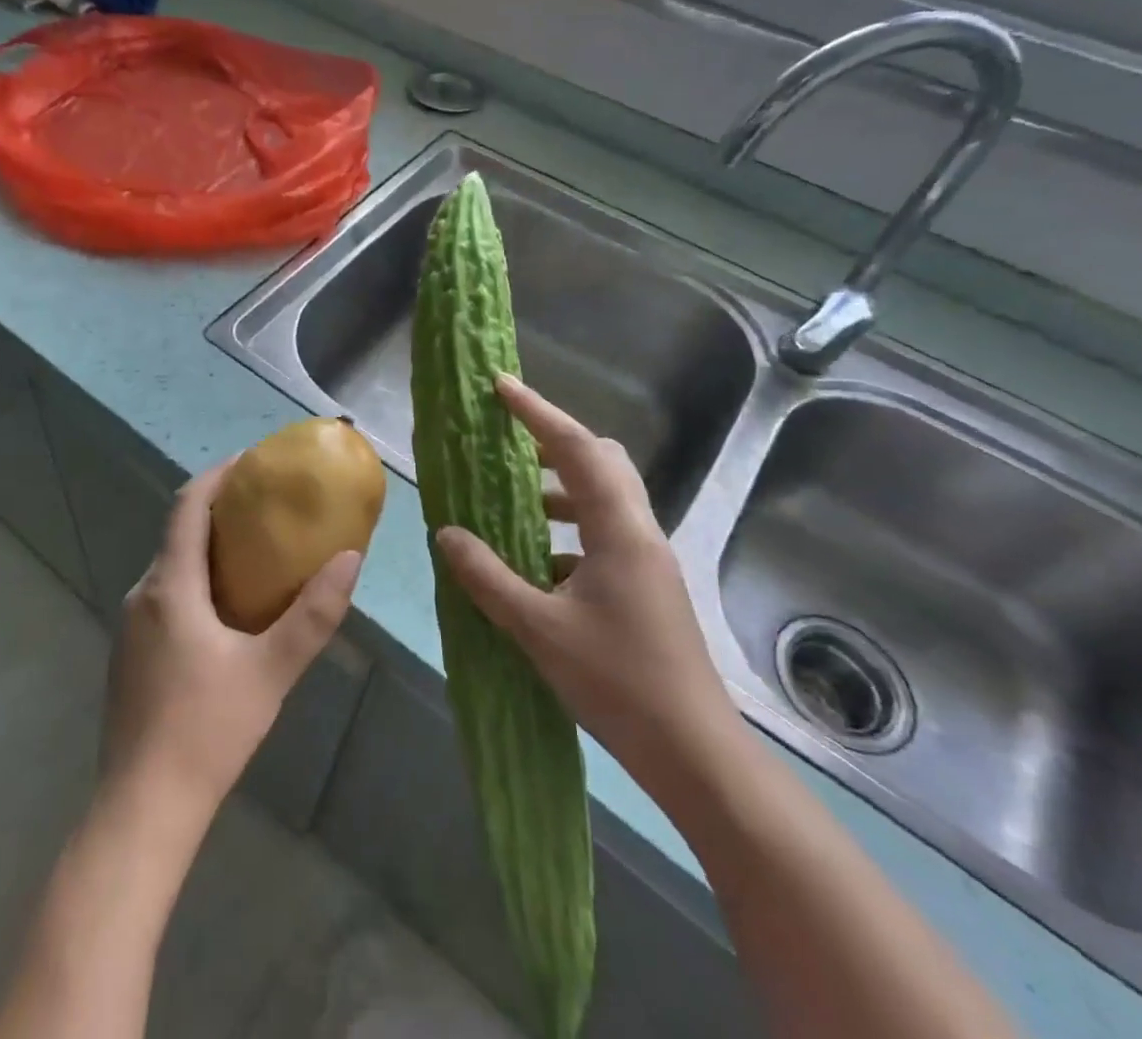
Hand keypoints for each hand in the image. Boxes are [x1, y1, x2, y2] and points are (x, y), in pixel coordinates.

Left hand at [102, 460, 362, 823]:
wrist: (142, 808)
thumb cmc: (207, 731)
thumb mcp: (271, 671)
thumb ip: (314, 614)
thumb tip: (350, 558)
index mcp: (170, 586)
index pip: (187, 506)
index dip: (217, 475)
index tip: (252, 460)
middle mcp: (142, 594)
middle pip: (179, 533)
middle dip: (220, 511)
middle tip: (268, 509)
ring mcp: (130, 626)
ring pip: (172, 567)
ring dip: (209, 549)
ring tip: (257, 554)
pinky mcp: (130, 654)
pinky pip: (165, 596)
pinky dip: (196, 581)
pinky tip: (227, 611)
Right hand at [435, 374, 739, 790]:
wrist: (695, 754)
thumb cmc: (618, 683)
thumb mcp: (538, 629)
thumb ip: (487, 577)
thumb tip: (446, 534)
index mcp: (619, 531)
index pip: (577, 449)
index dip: (538, 412)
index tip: (501, 386)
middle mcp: (639, 533)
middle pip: (601, 462)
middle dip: (553, 442)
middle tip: (509, 439)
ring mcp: (647, 560)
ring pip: (603, 499)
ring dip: (559, 489)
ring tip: (513, 502)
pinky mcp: (646, 586)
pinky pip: (603, 534)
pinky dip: (567, 530)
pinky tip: (535, 563)